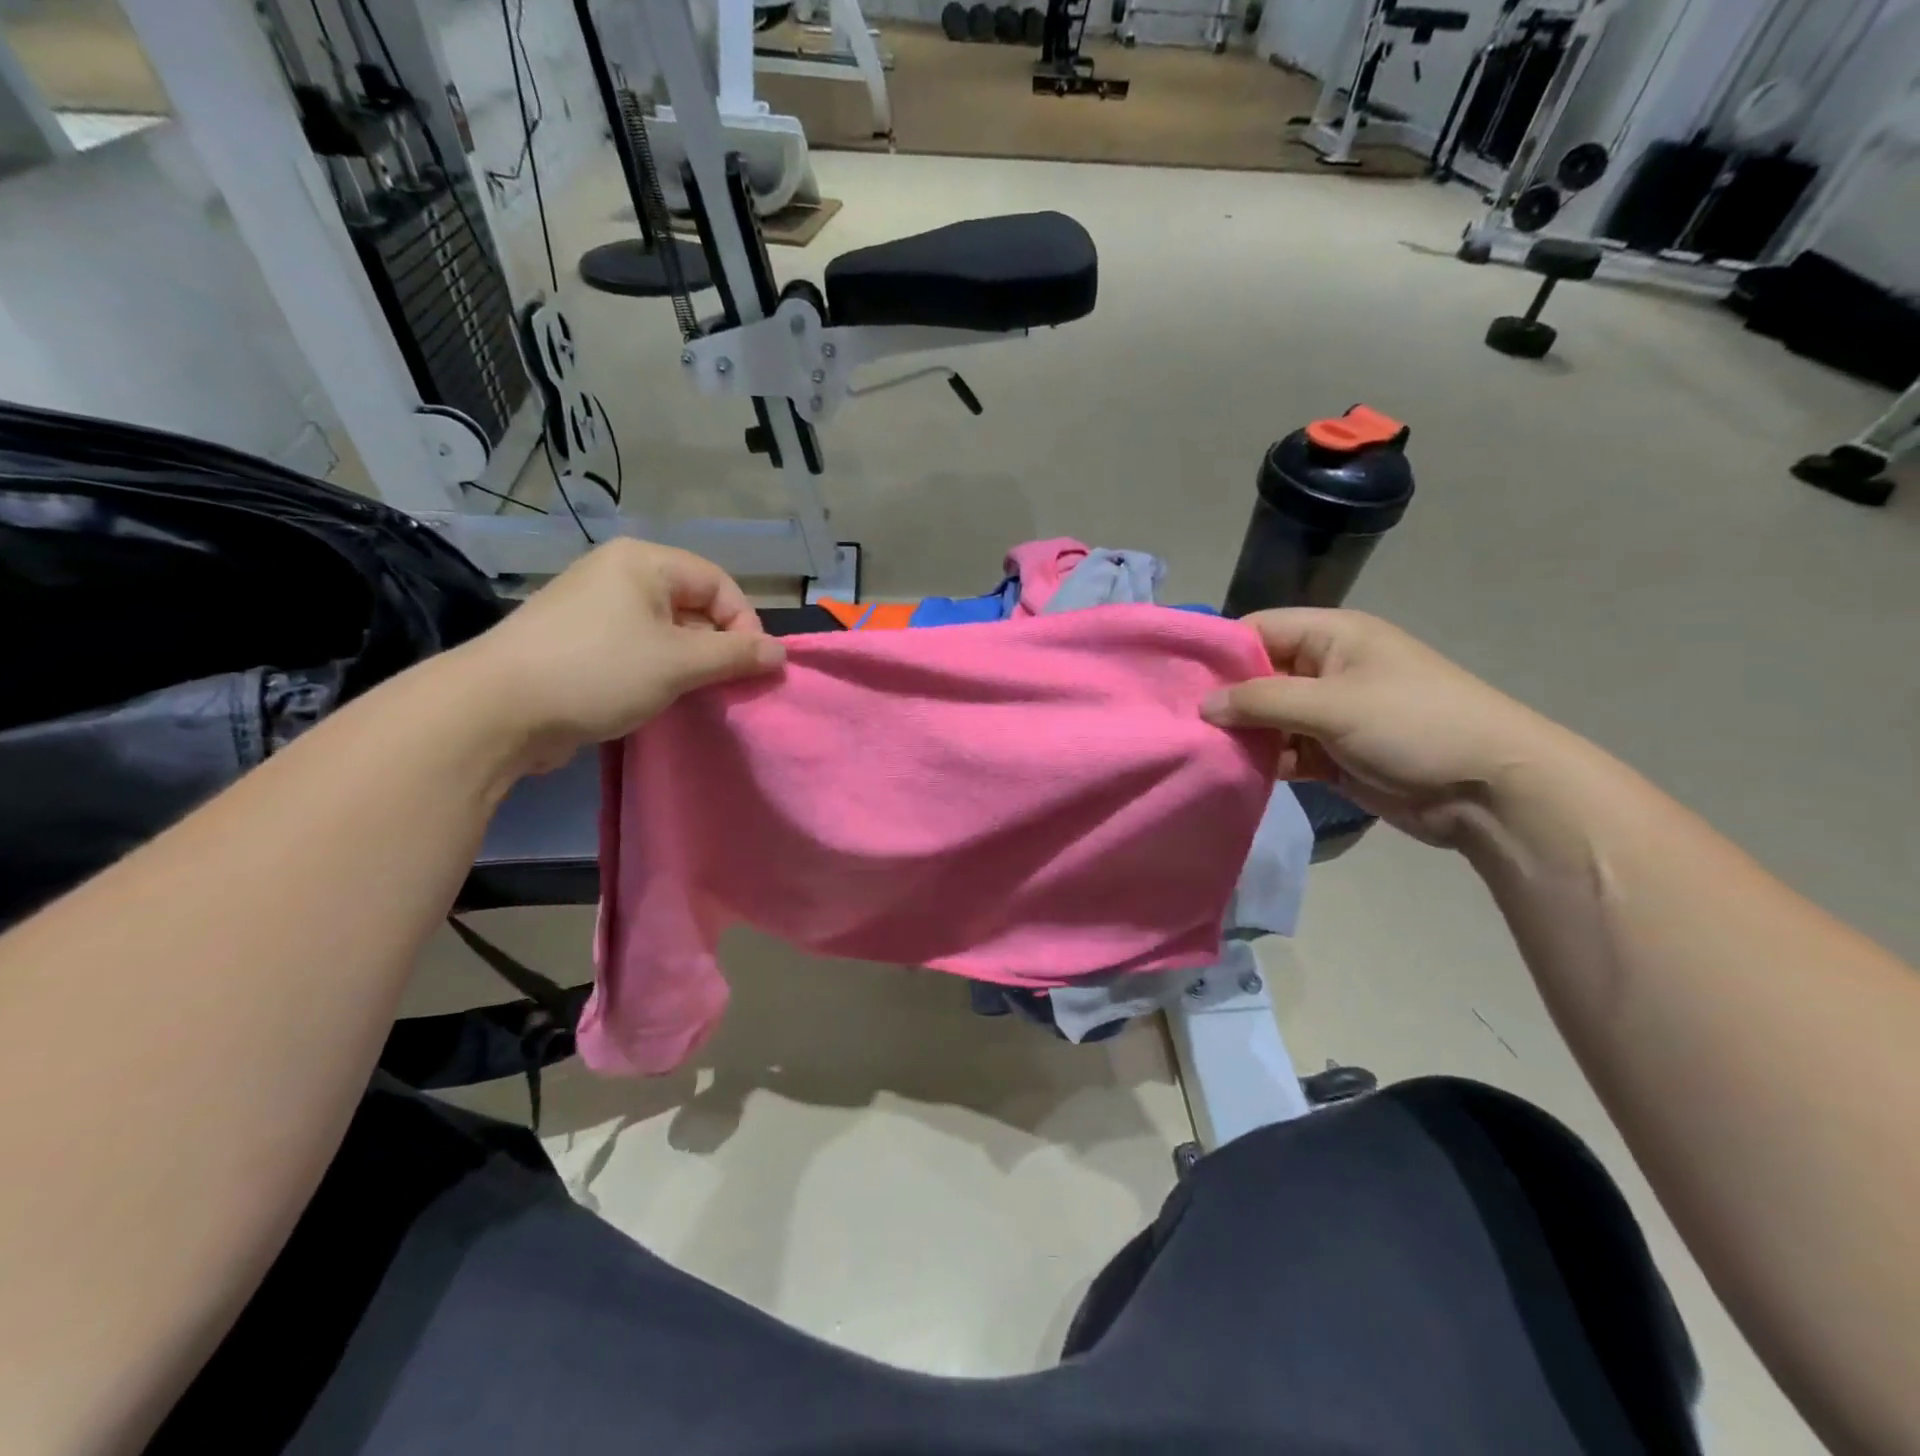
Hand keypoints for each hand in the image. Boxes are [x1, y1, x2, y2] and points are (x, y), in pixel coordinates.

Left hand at [458, 539, 784, 775]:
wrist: (497, 709)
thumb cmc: (599, 671)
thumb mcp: (680, 663)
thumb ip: (736, 655)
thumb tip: (781, 653)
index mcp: (643, 562)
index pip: (718, 583)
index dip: (744, 623)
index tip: (751, 668)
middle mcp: (618, 574)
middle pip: (693, 604)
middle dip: (717, 645)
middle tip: (726, 686)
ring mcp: (594, 607)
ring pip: (666, 630)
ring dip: (689, 662)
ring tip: (694, 695)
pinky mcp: (577, 640)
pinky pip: (636, 647)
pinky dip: (657, 670)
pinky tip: (657, 697)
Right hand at [1202, 609, 1569, 847]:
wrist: (1490, 791)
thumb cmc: (1414, 725)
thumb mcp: (1333, 705)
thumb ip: (1262, 701)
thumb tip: (1203, 706)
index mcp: (1332, 636)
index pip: (1258, 630)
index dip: (1219, 651)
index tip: (1175, 680)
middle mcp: (1326, 669)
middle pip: (1257, 676)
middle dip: (1223, 698)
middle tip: (1177, 722)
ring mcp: (1328, 714)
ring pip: (1267, 718)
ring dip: (1241, 734)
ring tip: (1197, 750)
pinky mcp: (1332, 754)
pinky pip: (1284, 751)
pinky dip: (1263, 761)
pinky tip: (1233, 772)